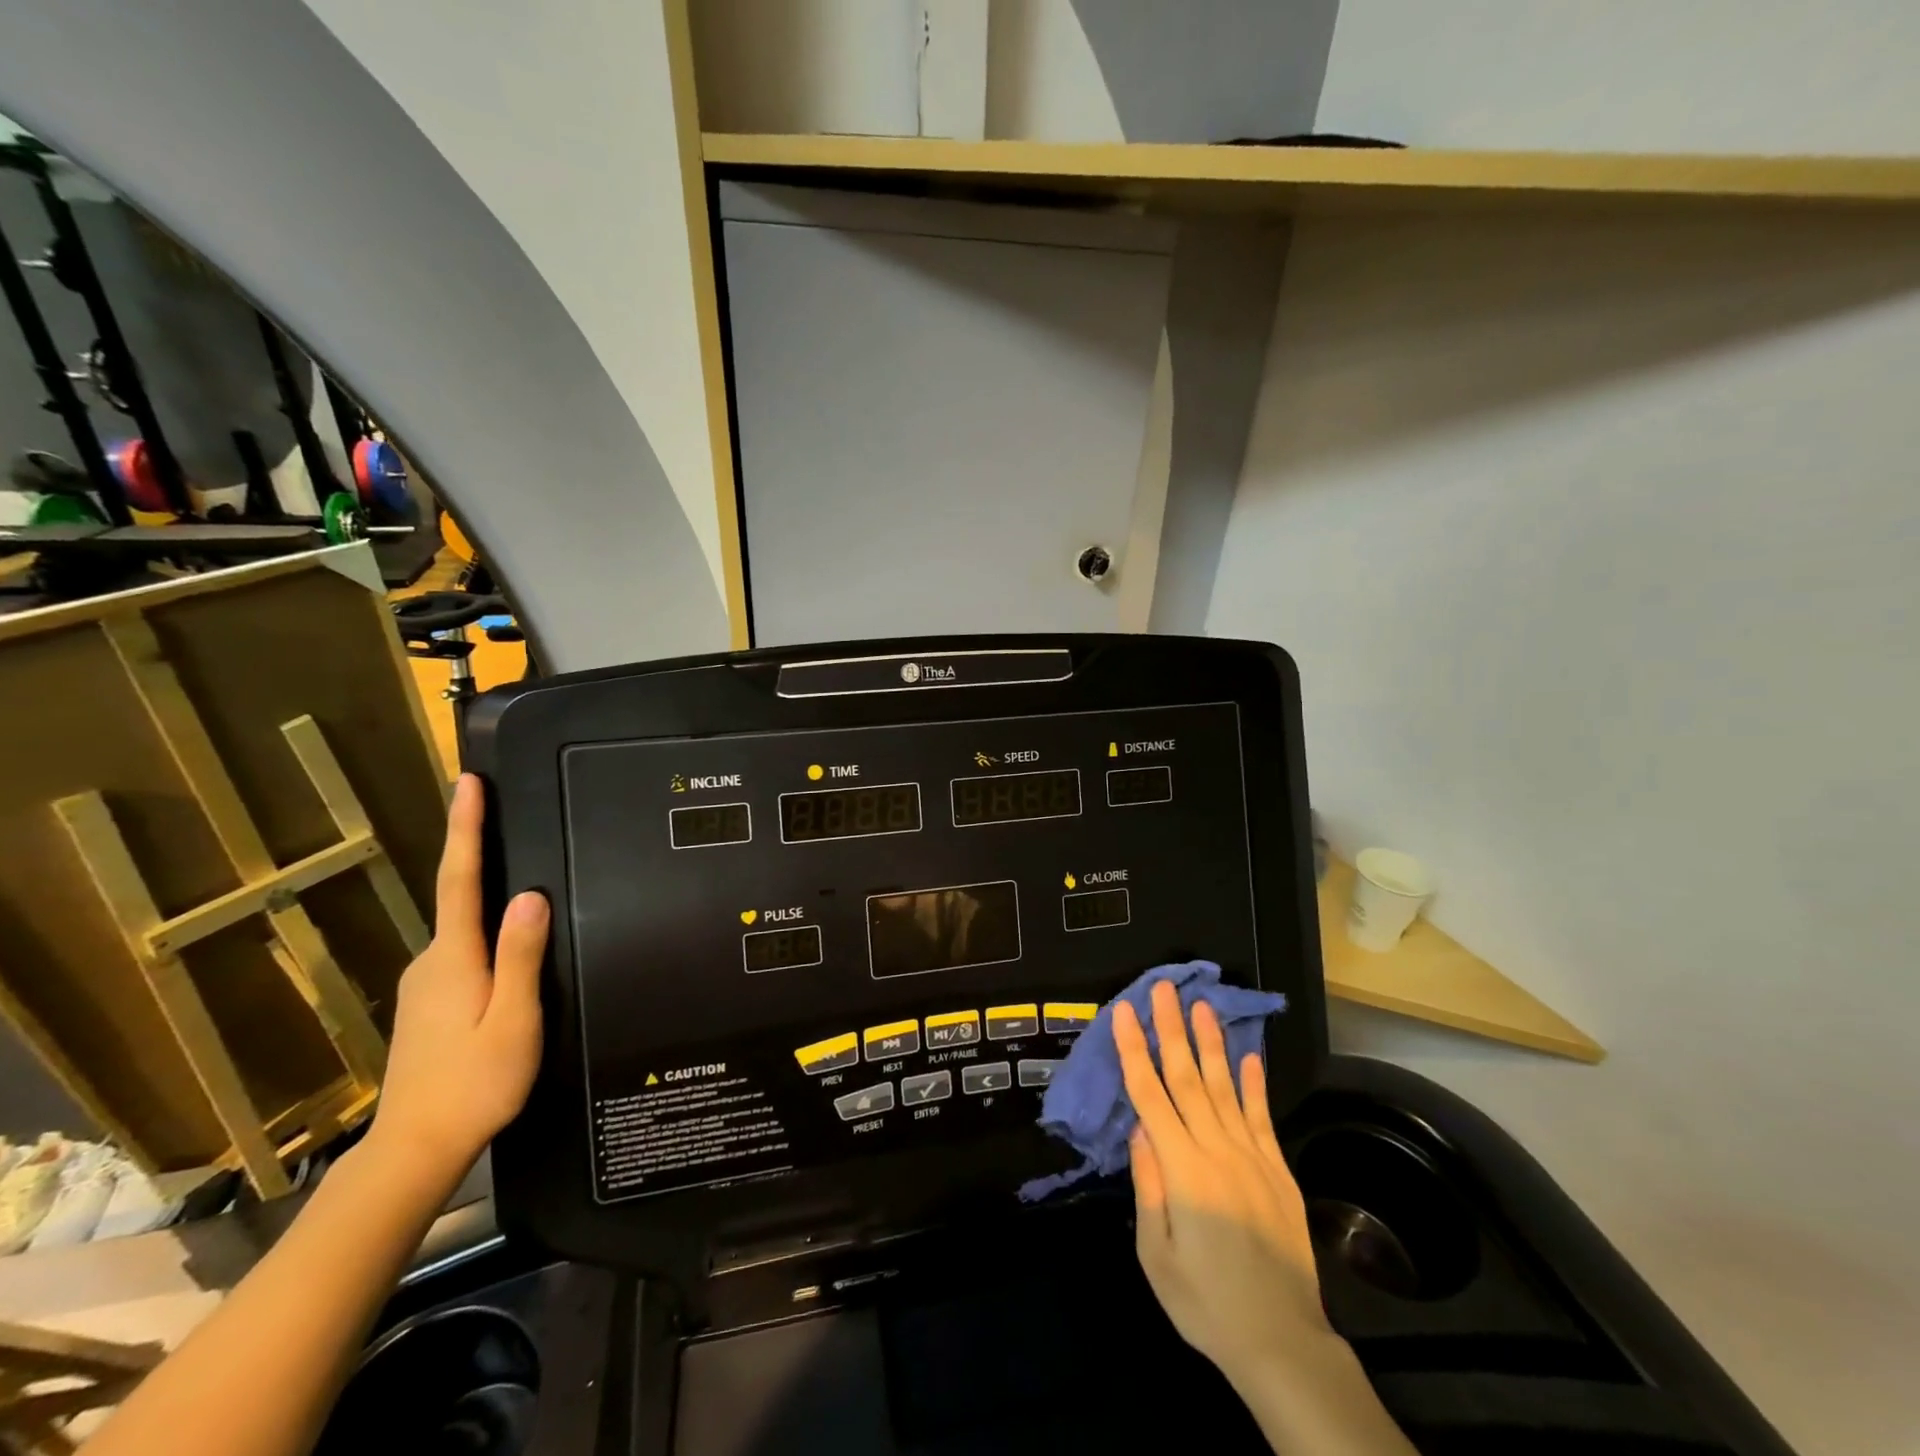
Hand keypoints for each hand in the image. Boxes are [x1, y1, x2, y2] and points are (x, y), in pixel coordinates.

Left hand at [366, 774, 546, 1182]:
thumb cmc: (475, 1083)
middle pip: (461, 898)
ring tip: (526, 890)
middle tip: (509, 818)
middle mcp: (432, 962)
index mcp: (455, 958)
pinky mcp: (428, 1005)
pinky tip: (510, 953)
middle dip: (479, 855)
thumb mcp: (513, 1019)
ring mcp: (425, 985)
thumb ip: (521, 956)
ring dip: (487, 902)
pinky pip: (463, 954)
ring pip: (464, 930)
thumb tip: (530, 894)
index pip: (461, 878)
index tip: (467, 784)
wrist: (415, 1150)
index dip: (465, 828)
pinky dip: (485, 936)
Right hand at [1115, 983, 1326, 1383]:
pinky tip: (1248, 1056)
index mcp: (1183, 1170)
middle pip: (1188, 1078)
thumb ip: (1149, 1187)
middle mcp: (1218, 1151)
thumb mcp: (1157, 1255)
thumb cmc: (1206, 1304)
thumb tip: (1139, 1128)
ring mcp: (1253, 1158)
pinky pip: (1261, 1117)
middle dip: (1172, 1029)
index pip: (1151, 1095)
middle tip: (1164, 988)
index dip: (1136, 1050)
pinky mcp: (1277, 1171)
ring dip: (1211, 1043)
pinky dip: (1253, 1084)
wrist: (1282, 1342)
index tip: (1126, 1011)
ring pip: (1225, 1087)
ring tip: (1202, 1005)